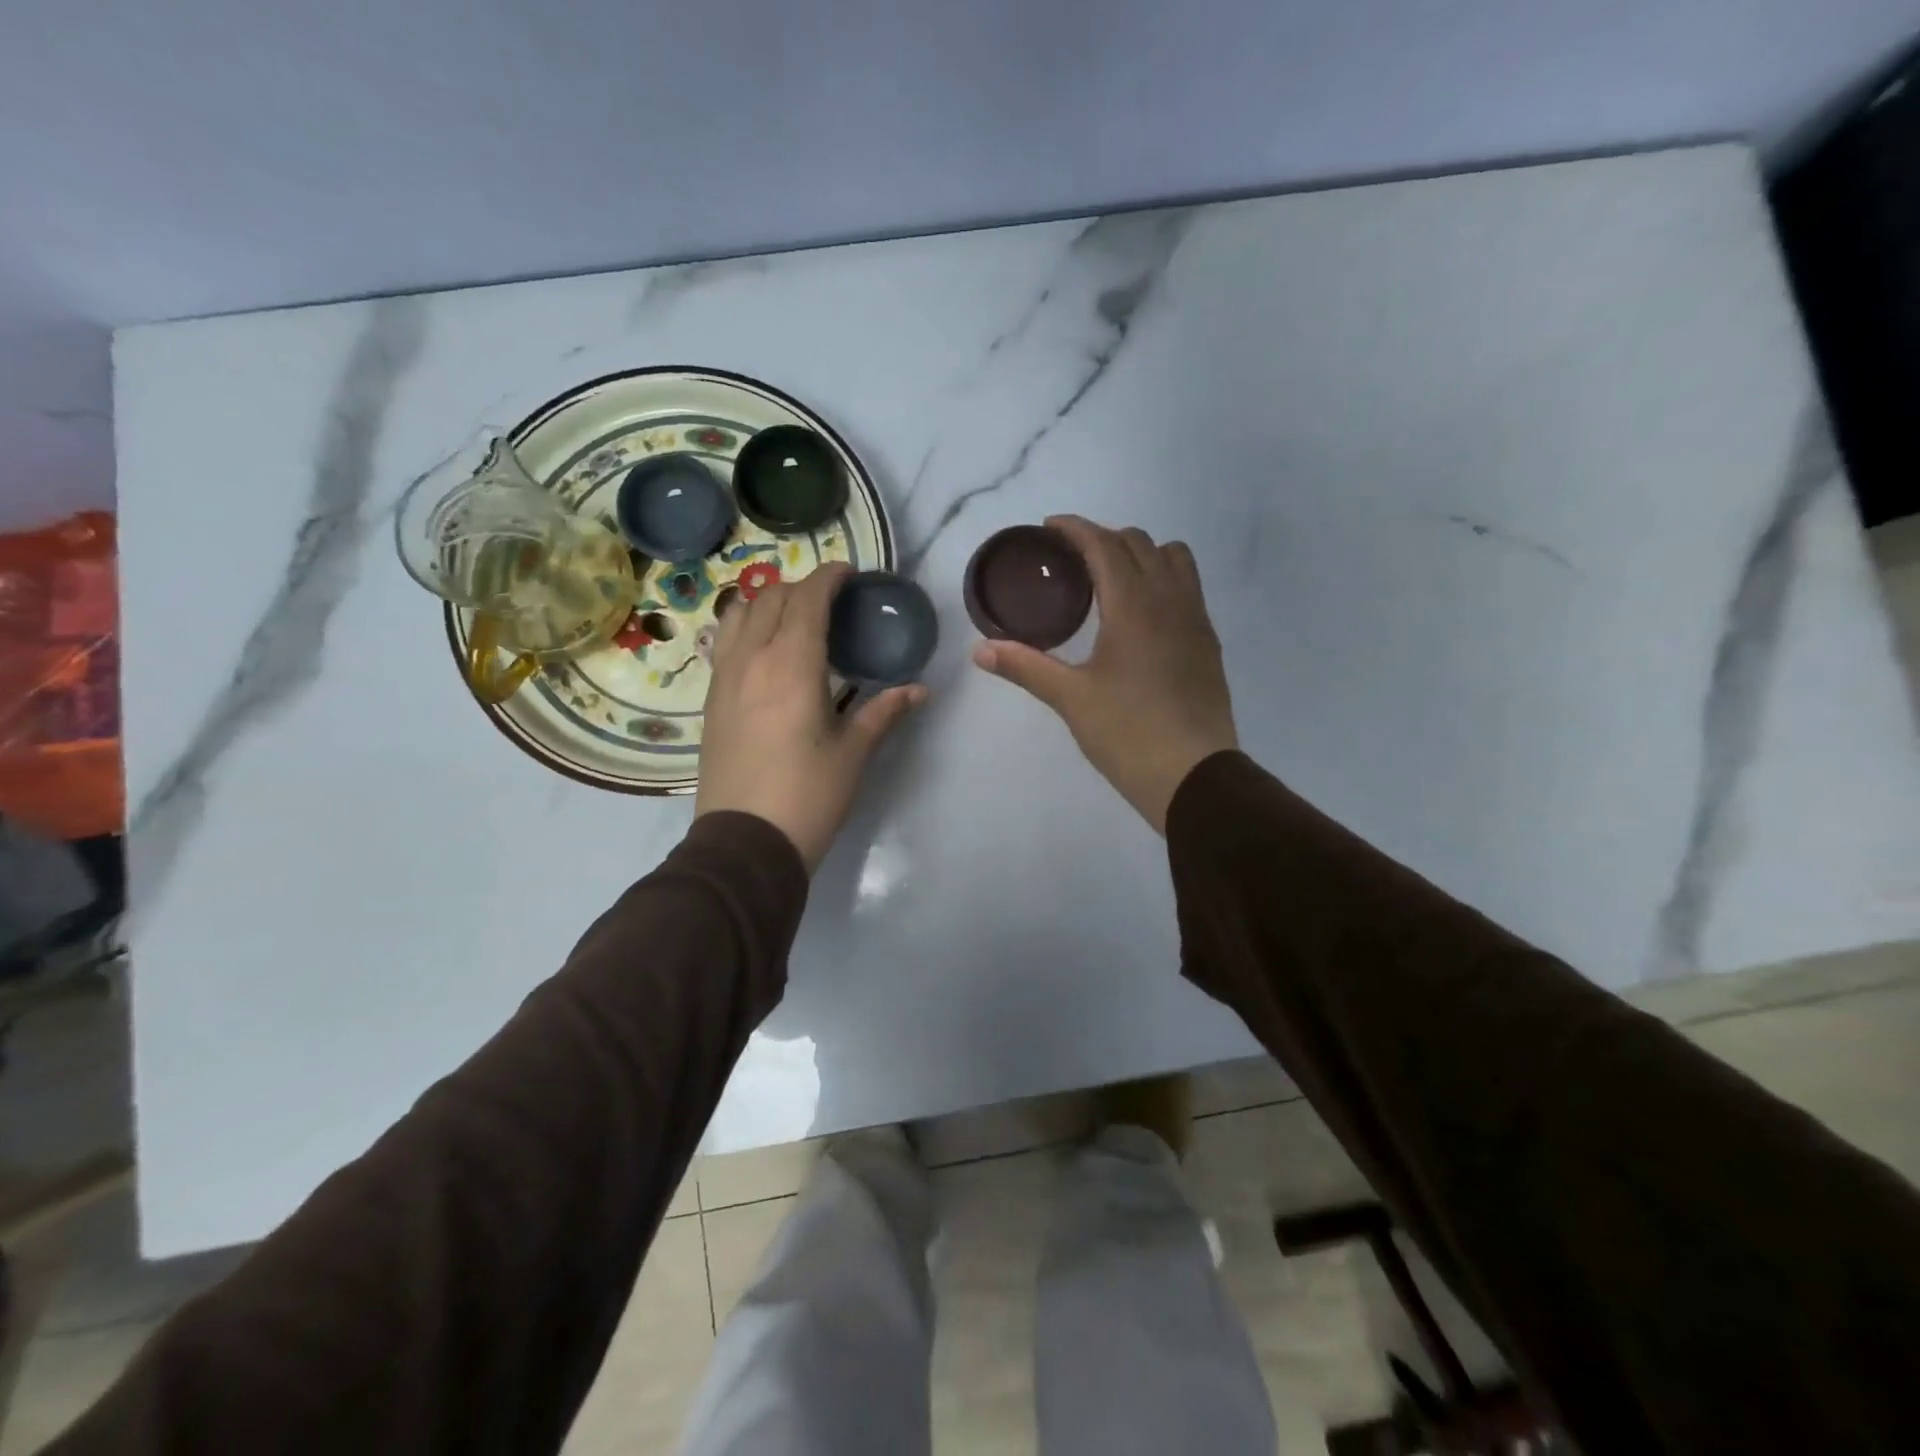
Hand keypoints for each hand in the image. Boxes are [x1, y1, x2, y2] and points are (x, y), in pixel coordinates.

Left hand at [696, 562, 924, 871]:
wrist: (744, 843)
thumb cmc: (808, 796)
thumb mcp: (853, 754)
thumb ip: (884, 712)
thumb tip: (919, 690)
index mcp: (791, 665)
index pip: (807, 600)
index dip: (827, 578)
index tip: (848, 572)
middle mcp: (751, 659)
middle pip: (769, 598)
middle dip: (800, 587)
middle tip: (829, 599)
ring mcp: (723, 679)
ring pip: (738, 615)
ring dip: (766, 602)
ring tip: (792, 617)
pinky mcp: (710, 701)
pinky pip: (724, 643)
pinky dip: (746, 628)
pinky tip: (765, 651)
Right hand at [972, 516, 1237, 832]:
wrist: (1193, 776)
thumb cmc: (1127, 733)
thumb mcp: (1070, 699)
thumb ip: (1026, 666)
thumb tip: (980, 651)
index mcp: (1133, 605)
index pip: (1104, 545)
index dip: (1075, 529)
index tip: (1049, 527)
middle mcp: (1170, 599)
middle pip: (1139, 543)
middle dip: (1103, 538)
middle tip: (1071, 558)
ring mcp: (1196, 619)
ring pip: (1174, 559)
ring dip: (1141, 553)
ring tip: (1112, 578)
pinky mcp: (1208, 642)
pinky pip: (1188, 588)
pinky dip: (1163, 579)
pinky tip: (1142, 614)